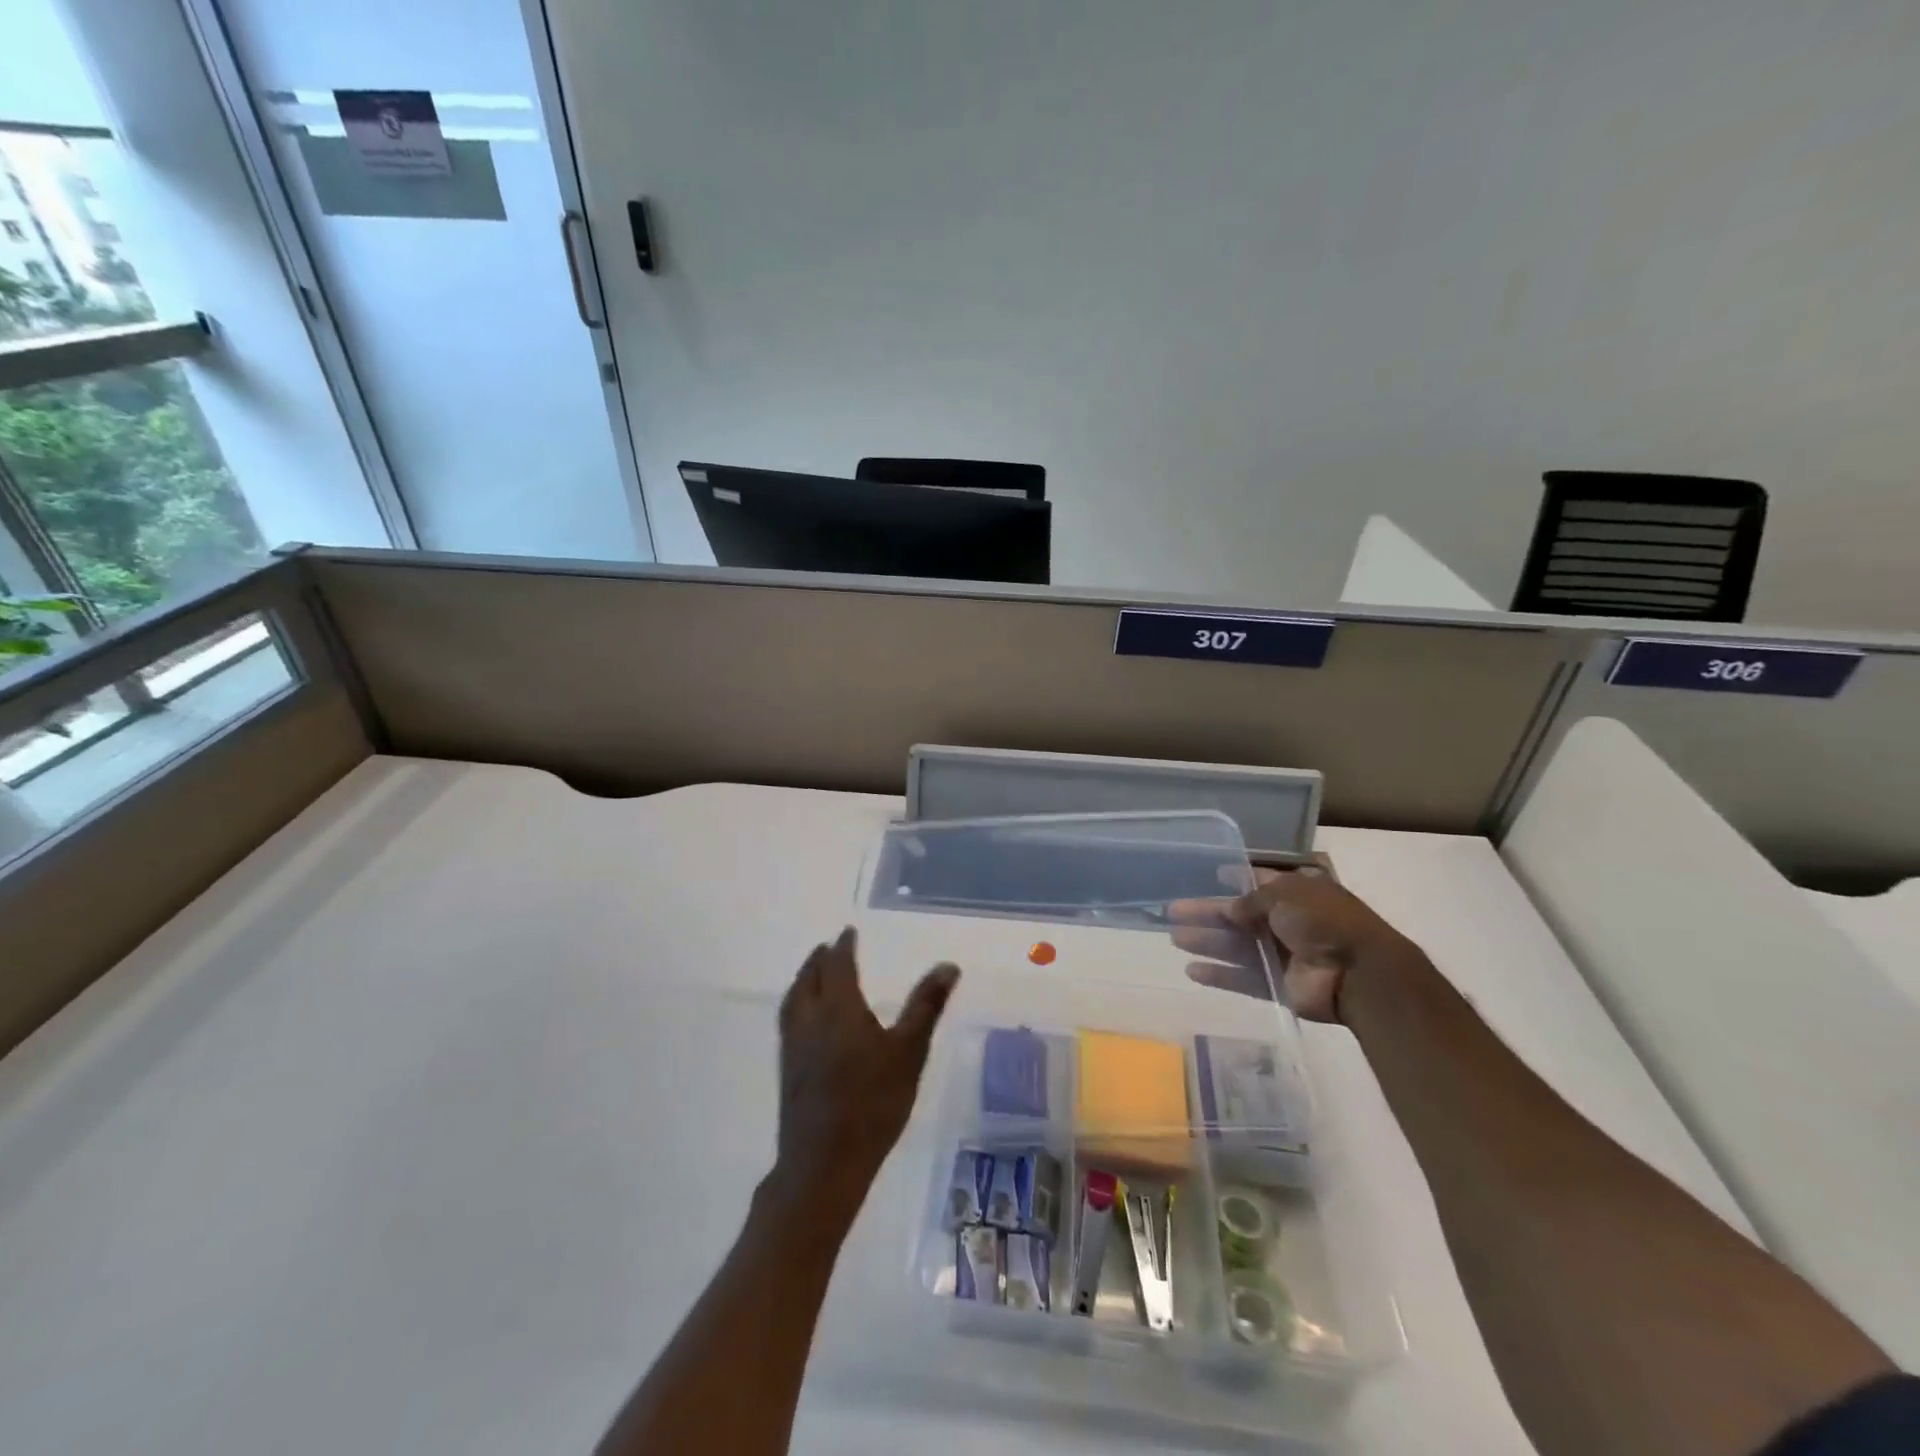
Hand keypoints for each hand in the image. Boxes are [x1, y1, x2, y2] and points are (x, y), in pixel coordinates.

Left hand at [773, 927, 958, 1225]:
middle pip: (809, 978)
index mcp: (838, 1008)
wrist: (824, 1163)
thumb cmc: (873, 1103)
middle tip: (828, 948)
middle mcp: (810, 1019)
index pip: (837, 965)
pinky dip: (797, 1004)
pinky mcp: (787, 1071)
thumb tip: (948, 965)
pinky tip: (807, 1021)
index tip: (848, 932)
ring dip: (804, 980)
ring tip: (813, 974)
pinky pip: (789, 1021)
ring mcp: (793, 1047)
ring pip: (794, 1000)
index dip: (843, 946)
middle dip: (819, 959)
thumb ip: (926, 1006)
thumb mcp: (909, 1052)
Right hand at [1171, 867, 1416, 1023]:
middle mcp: (1288, 921)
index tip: (1210, 875)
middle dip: (1207, 913)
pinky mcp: (1278, 985)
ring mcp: (1283, 954)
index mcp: (1296, 892)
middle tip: (1172, 911)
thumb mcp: (1286, 895)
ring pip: (1236, 946)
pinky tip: (1192, 971)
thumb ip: (1251, 901)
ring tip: (1174, 937)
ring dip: (1207, 941)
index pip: (1259, 881)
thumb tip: (1228, 909)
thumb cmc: (1324, 920)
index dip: (1235, 878)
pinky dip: (1220, 975)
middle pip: (1239, 916)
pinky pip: (1243, 978)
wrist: (1359, 973)